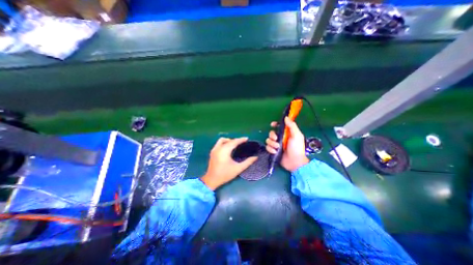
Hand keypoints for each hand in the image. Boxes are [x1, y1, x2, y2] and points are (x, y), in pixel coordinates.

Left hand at [201, 137, 258, 189]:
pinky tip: (228, 148)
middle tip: (242, 142)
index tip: (247, 138)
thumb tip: (255, 157)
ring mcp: (214, 149)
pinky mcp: (212, 152)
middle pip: (228, 140)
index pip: (234, 142)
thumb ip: (248, 162)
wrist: (212, 180)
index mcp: (224, 151)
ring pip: (222, 140)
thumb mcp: (238, 169)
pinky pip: (219, 143)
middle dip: (235, 140)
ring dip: (229, 140)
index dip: (241, 139)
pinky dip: (224, 143)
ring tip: (235, 144)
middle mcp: (218, 148)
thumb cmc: (225, 174)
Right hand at [266, 116, 310, 171]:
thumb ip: (292, 126)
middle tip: (276, 139)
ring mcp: (276, 145)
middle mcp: (280, 138)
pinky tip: (275, 152)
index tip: (272, 125)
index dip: (275, 124)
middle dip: (272, 135)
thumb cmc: (297, 148)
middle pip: (271, 133)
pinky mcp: (273, 151)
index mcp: (286, 133)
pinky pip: (267, 147)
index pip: (279, 126)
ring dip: (272, 143)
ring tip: (277, 147)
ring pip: (268, 140)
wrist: (295, 162)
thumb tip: (286, 117)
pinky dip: (271, 149)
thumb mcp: (297, 135)